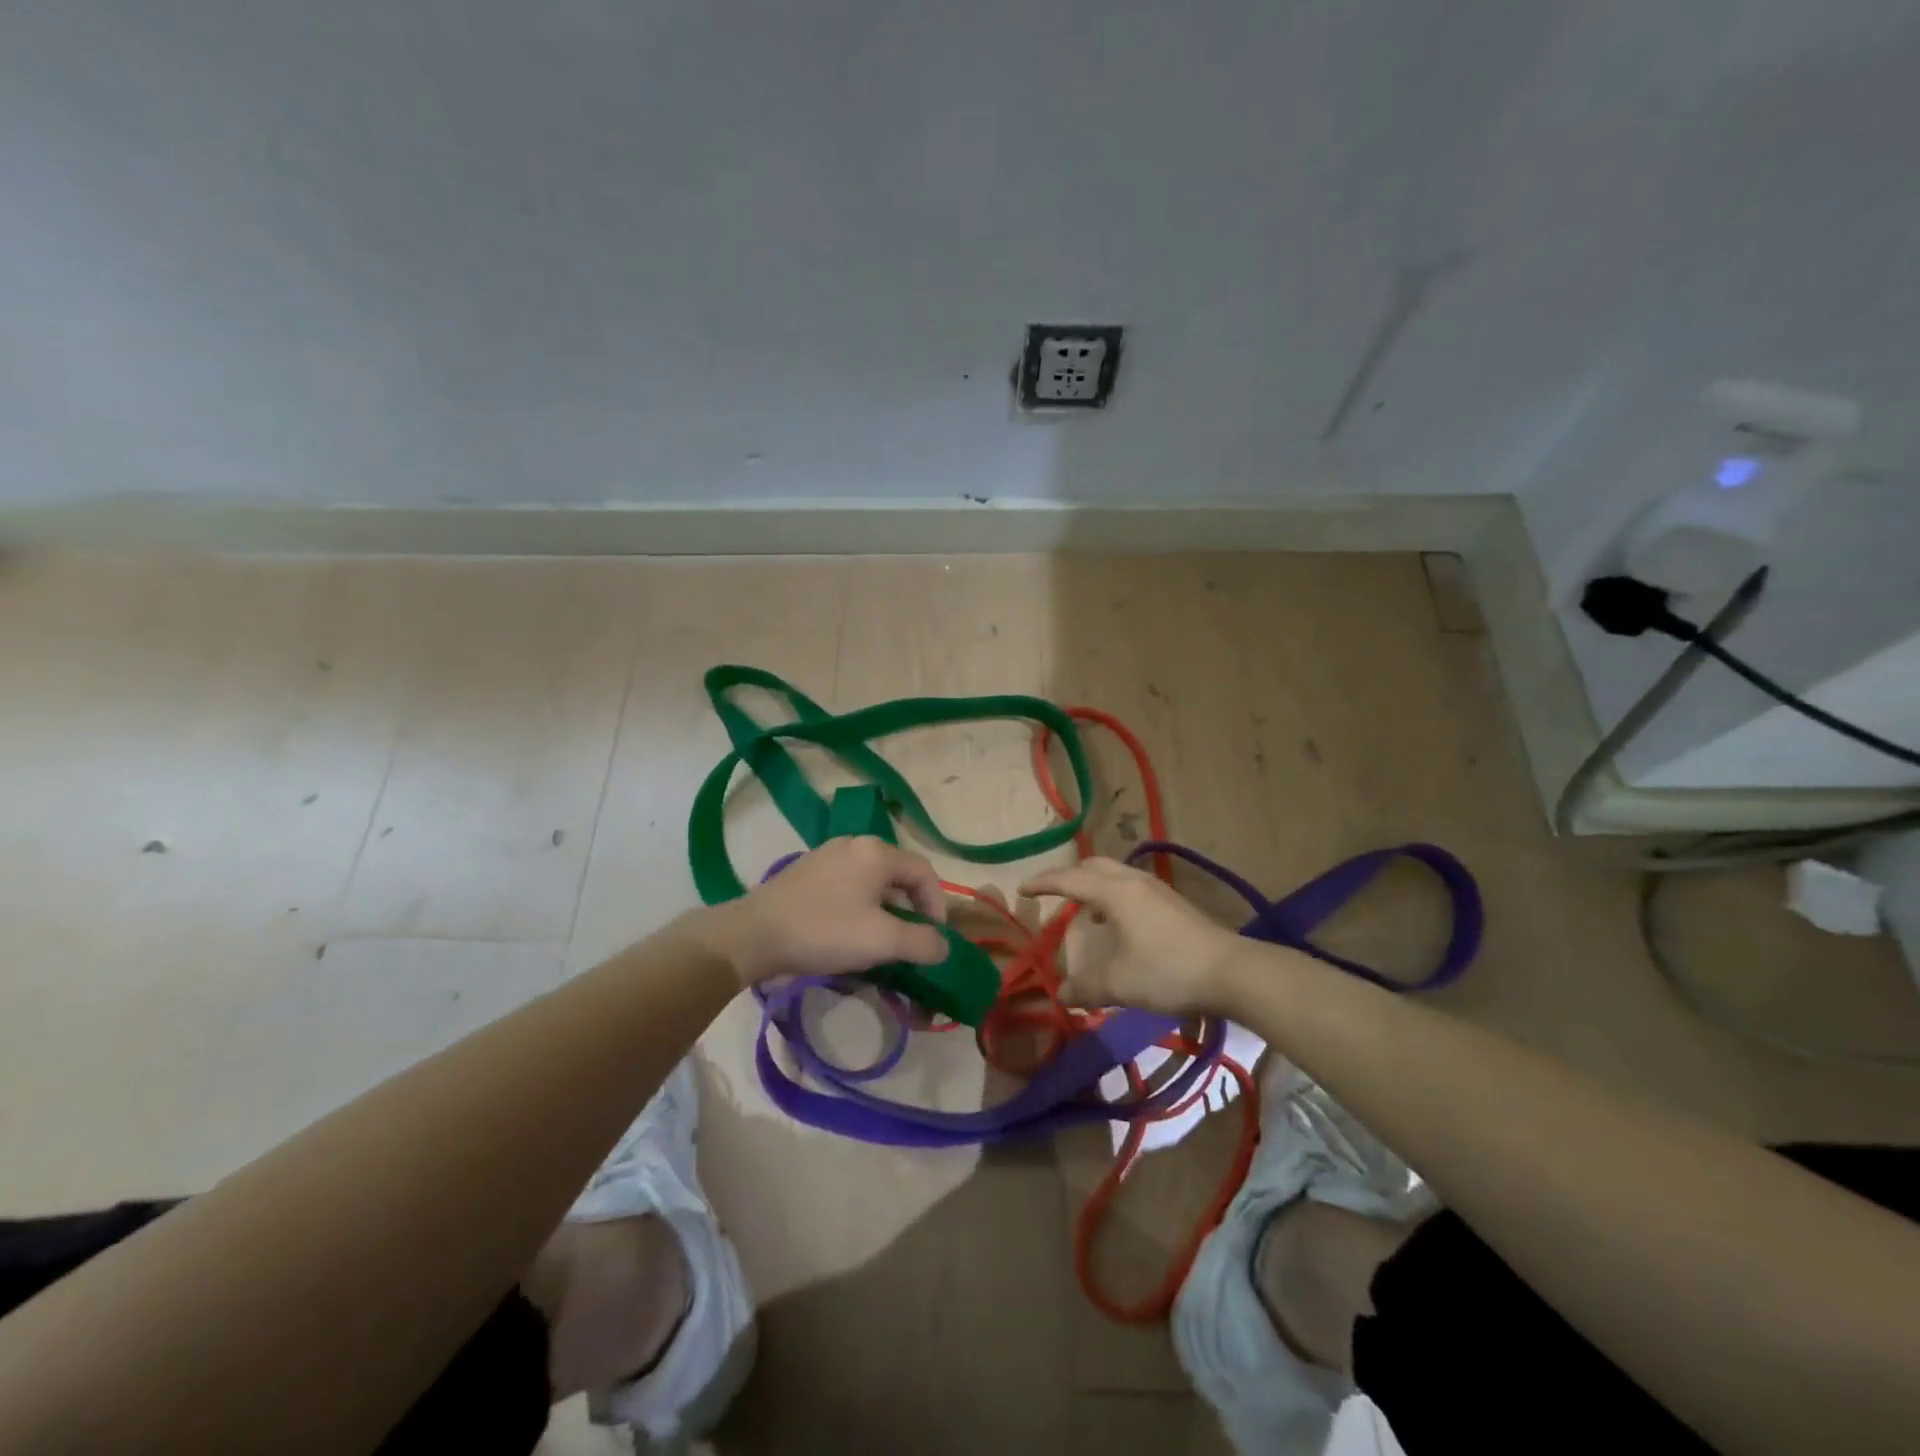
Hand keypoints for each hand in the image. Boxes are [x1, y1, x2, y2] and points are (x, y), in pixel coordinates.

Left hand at [694, 837, 948, 987]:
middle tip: (909, 941)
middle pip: (898, 874)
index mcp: (877, 852)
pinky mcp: (806, 871)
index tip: (933, 939)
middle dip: (910, 909)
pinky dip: (859, 906)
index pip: (924, 872)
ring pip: (871, 881)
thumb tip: (943, 945)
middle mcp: (854, 844)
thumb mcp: (882, 941)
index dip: (936, 906)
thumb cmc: (825, 932)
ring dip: (884, 910)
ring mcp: (827, 855)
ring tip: (879, 941)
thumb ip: (922, 942)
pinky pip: (847, 884)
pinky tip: (847, 933)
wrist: (753, 935)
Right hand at [1021, 857, 1242, 1015]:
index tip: (1022, 889)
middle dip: (1069, 877)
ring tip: (1085, 913)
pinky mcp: (1173, 903)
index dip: (1043, 883)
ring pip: (1115, 874)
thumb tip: (1061, 995)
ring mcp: (1157, 889)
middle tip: (1052, 894)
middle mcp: (1134, 881)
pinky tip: (1119, 925)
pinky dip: (1113, 896)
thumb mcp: (1119, 984)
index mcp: (1114, 892)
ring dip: (1094, 887)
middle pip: (1093, 865)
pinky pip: (1131, 887)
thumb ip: (1085, 988)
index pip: (1069, 879)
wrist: (1232, 972)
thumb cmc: (1168, 971)